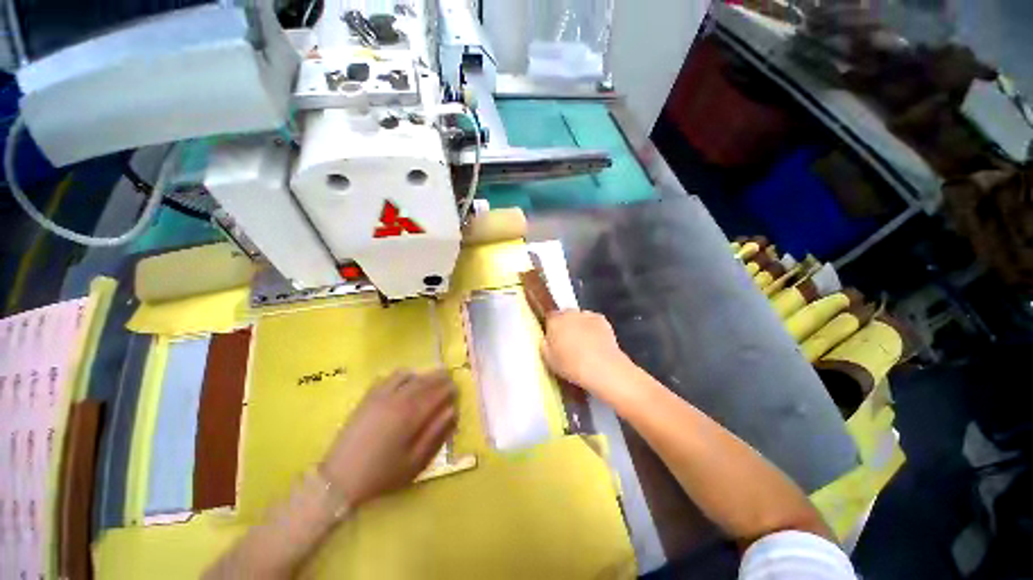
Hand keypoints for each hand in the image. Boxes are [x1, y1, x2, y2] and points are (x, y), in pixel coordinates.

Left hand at [319, 369, 456, 507]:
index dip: (450, 388)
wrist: (340, 479)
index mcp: (411, 415)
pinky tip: (404, 384)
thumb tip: (453, 411)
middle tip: (448, 378)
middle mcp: (398, 399)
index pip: (437, 393)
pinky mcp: (368, 397)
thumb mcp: (415, 462)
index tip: (457, 388)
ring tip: (428, 381)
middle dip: (439, 377)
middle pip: (424, 380)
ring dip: (422, 375)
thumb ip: (436, 434)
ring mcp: (380, 396)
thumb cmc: (382, 474)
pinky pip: (389, 377)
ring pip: (407, 375)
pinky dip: (402, 375)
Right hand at [541, 311, 634, 403]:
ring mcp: (586, 315)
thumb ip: (545, 346)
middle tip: (568, 342)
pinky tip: (596, 342)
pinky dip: (593, 329)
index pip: (549, 317)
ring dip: (579, 326)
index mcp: (554, 321)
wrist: (601, 367)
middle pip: (565, 315)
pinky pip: (593, 321)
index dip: (551, 327)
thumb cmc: (571, 365)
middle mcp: (569, 313)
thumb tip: (546, 340)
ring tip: (584, 344)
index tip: (554, 338)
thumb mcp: (549, 360)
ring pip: (580, 317)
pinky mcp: (602, 320)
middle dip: (566, 325)